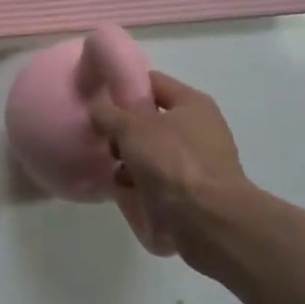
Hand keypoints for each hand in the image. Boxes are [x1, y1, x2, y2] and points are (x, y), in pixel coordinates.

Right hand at [90, 71, 253, 267]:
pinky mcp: (191, 192)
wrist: (207, 221)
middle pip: (149, 120)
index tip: (98, 98)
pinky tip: (124, 191)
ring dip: (128, 160)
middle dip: (123, 131)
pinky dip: (139, 184)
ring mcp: (196, 163)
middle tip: (103, 140)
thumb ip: (108, 113)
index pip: (152, 82)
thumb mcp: (131, 128)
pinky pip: (156, 180)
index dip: (124, 86)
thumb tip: (97, 109)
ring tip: (112, 171)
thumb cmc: (172, 162)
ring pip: (150, 152)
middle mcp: (198, 129)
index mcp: (192, 103)